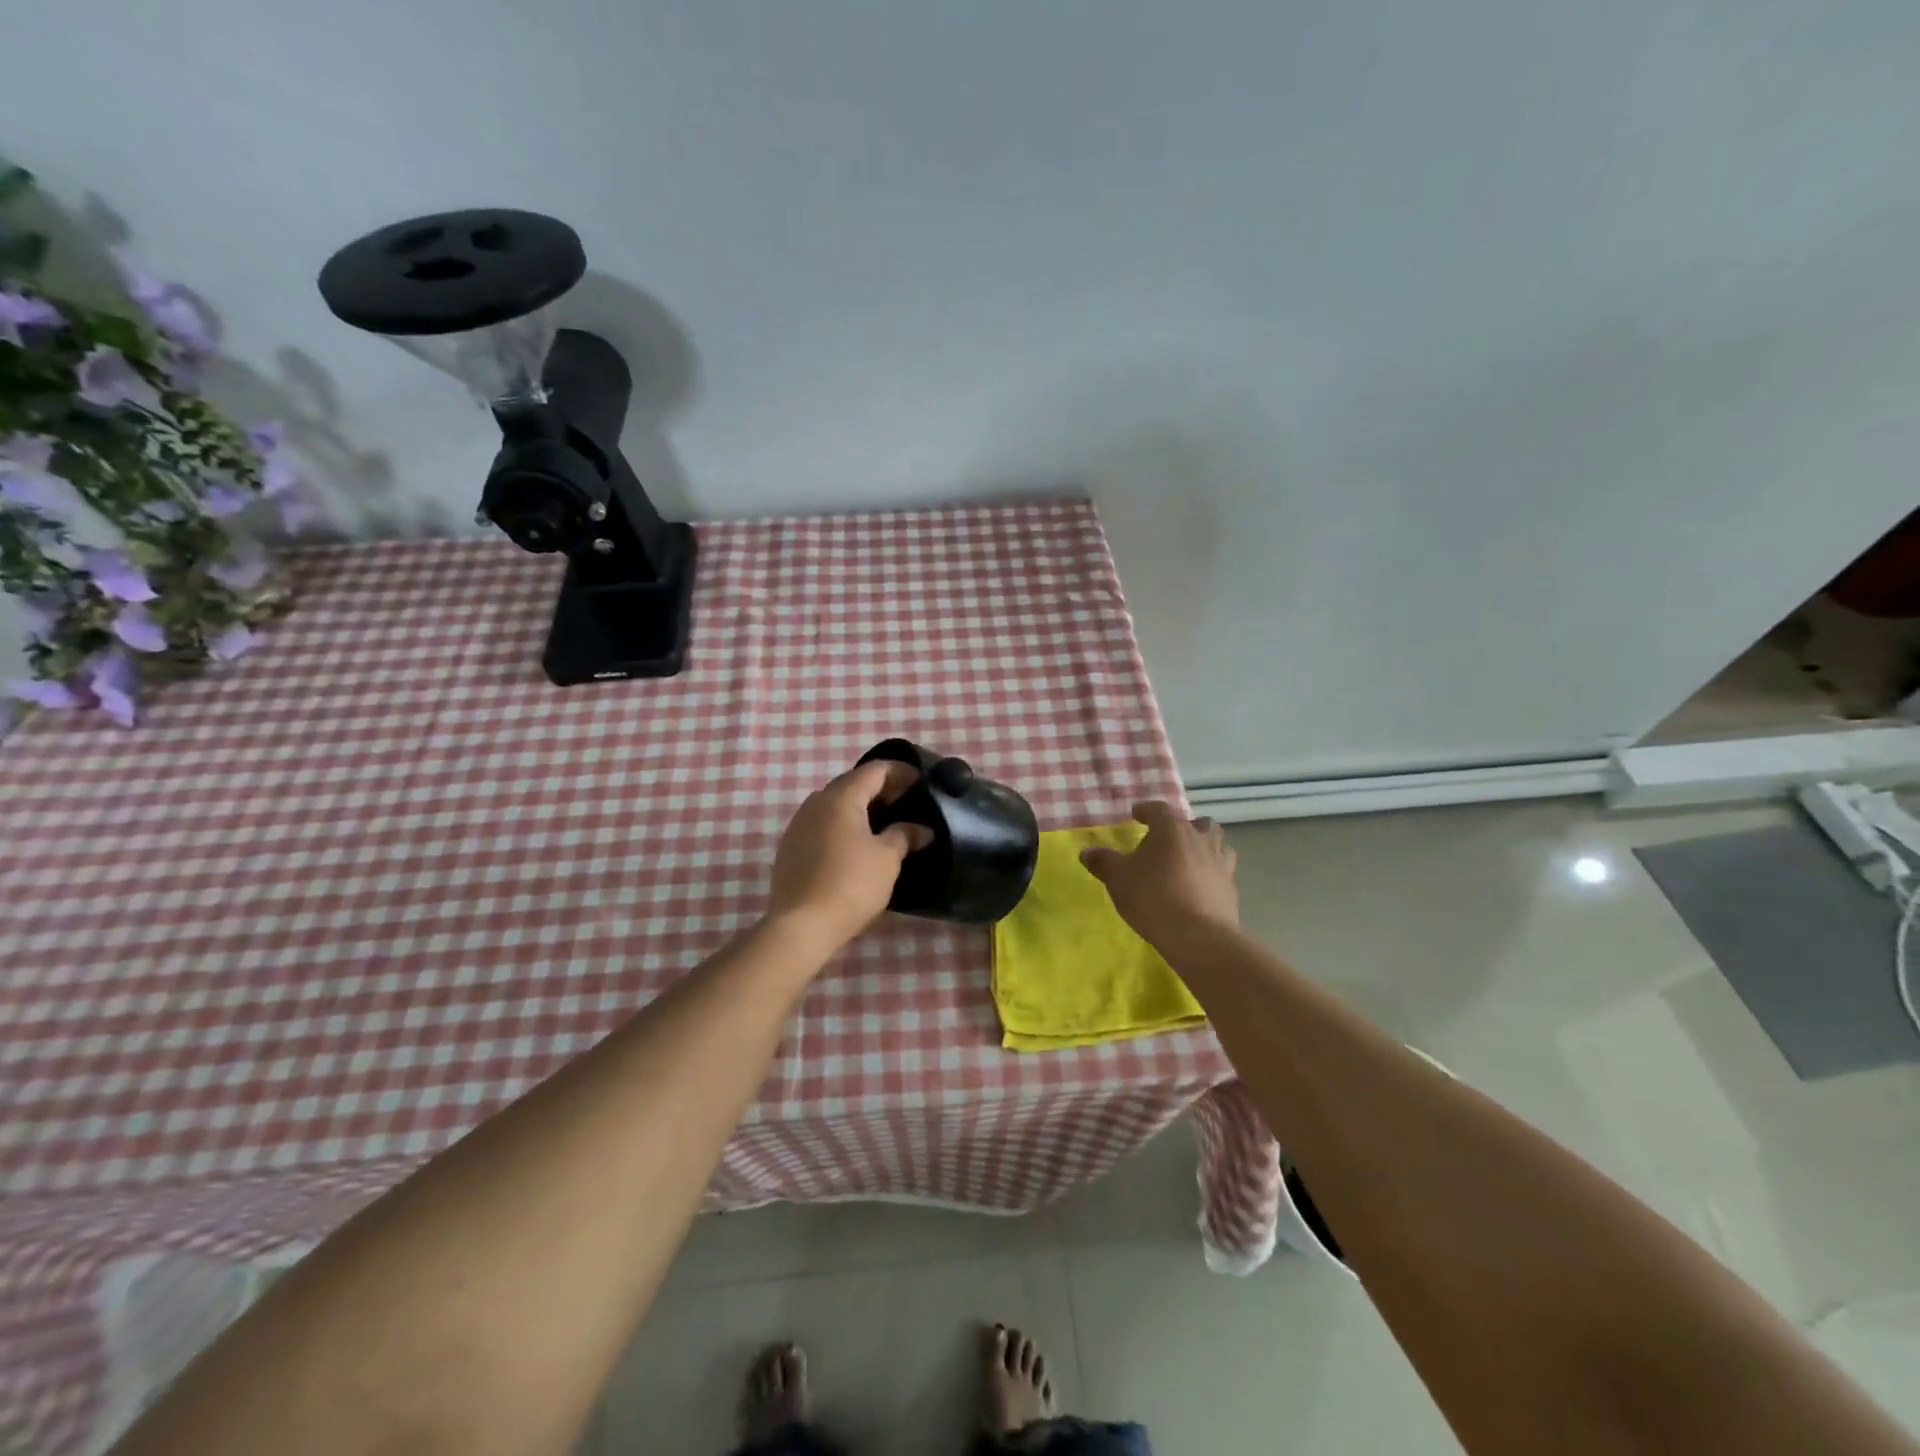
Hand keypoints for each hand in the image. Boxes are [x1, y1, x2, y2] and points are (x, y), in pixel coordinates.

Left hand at [766, 761, 931, 951]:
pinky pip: (822, 824)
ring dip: (859, 807)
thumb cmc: (851, 884)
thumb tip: (922, 829)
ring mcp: (798, 824)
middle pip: (852, 783)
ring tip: (883, 823)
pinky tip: (856, 844)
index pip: (874, 770)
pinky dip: (842, 825)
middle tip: (905, 801)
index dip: (900, 771)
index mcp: (841, 797)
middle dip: (880, 788)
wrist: (801, 925)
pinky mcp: (790, 848)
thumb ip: (905, 835)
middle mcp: (816, 802)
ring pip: (834, 804)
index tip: (920, 781)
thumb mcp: (888, 859)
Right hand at [1080, 801, 1239, 947]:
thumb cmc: (1153, 897)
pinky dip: (1210, 874)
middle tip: (1167, 841)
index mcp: (1173, 829)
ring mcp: (1221, 863)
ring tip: (1186, 862)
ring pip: (1217, 844)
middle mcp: (1201, 839)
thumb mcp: (1118, 878)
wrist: (1198, 936)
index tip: (1136, 815)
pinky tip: (1197, 888)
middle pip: (1197, 823)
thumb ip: (1103, 862)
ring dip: (1202, 848)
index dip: (1146, 810)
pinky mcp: (1231, 889)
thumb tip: (1087, 853)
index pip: (1159, 809)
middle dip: (1183, 828)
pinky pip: (1221, 872)